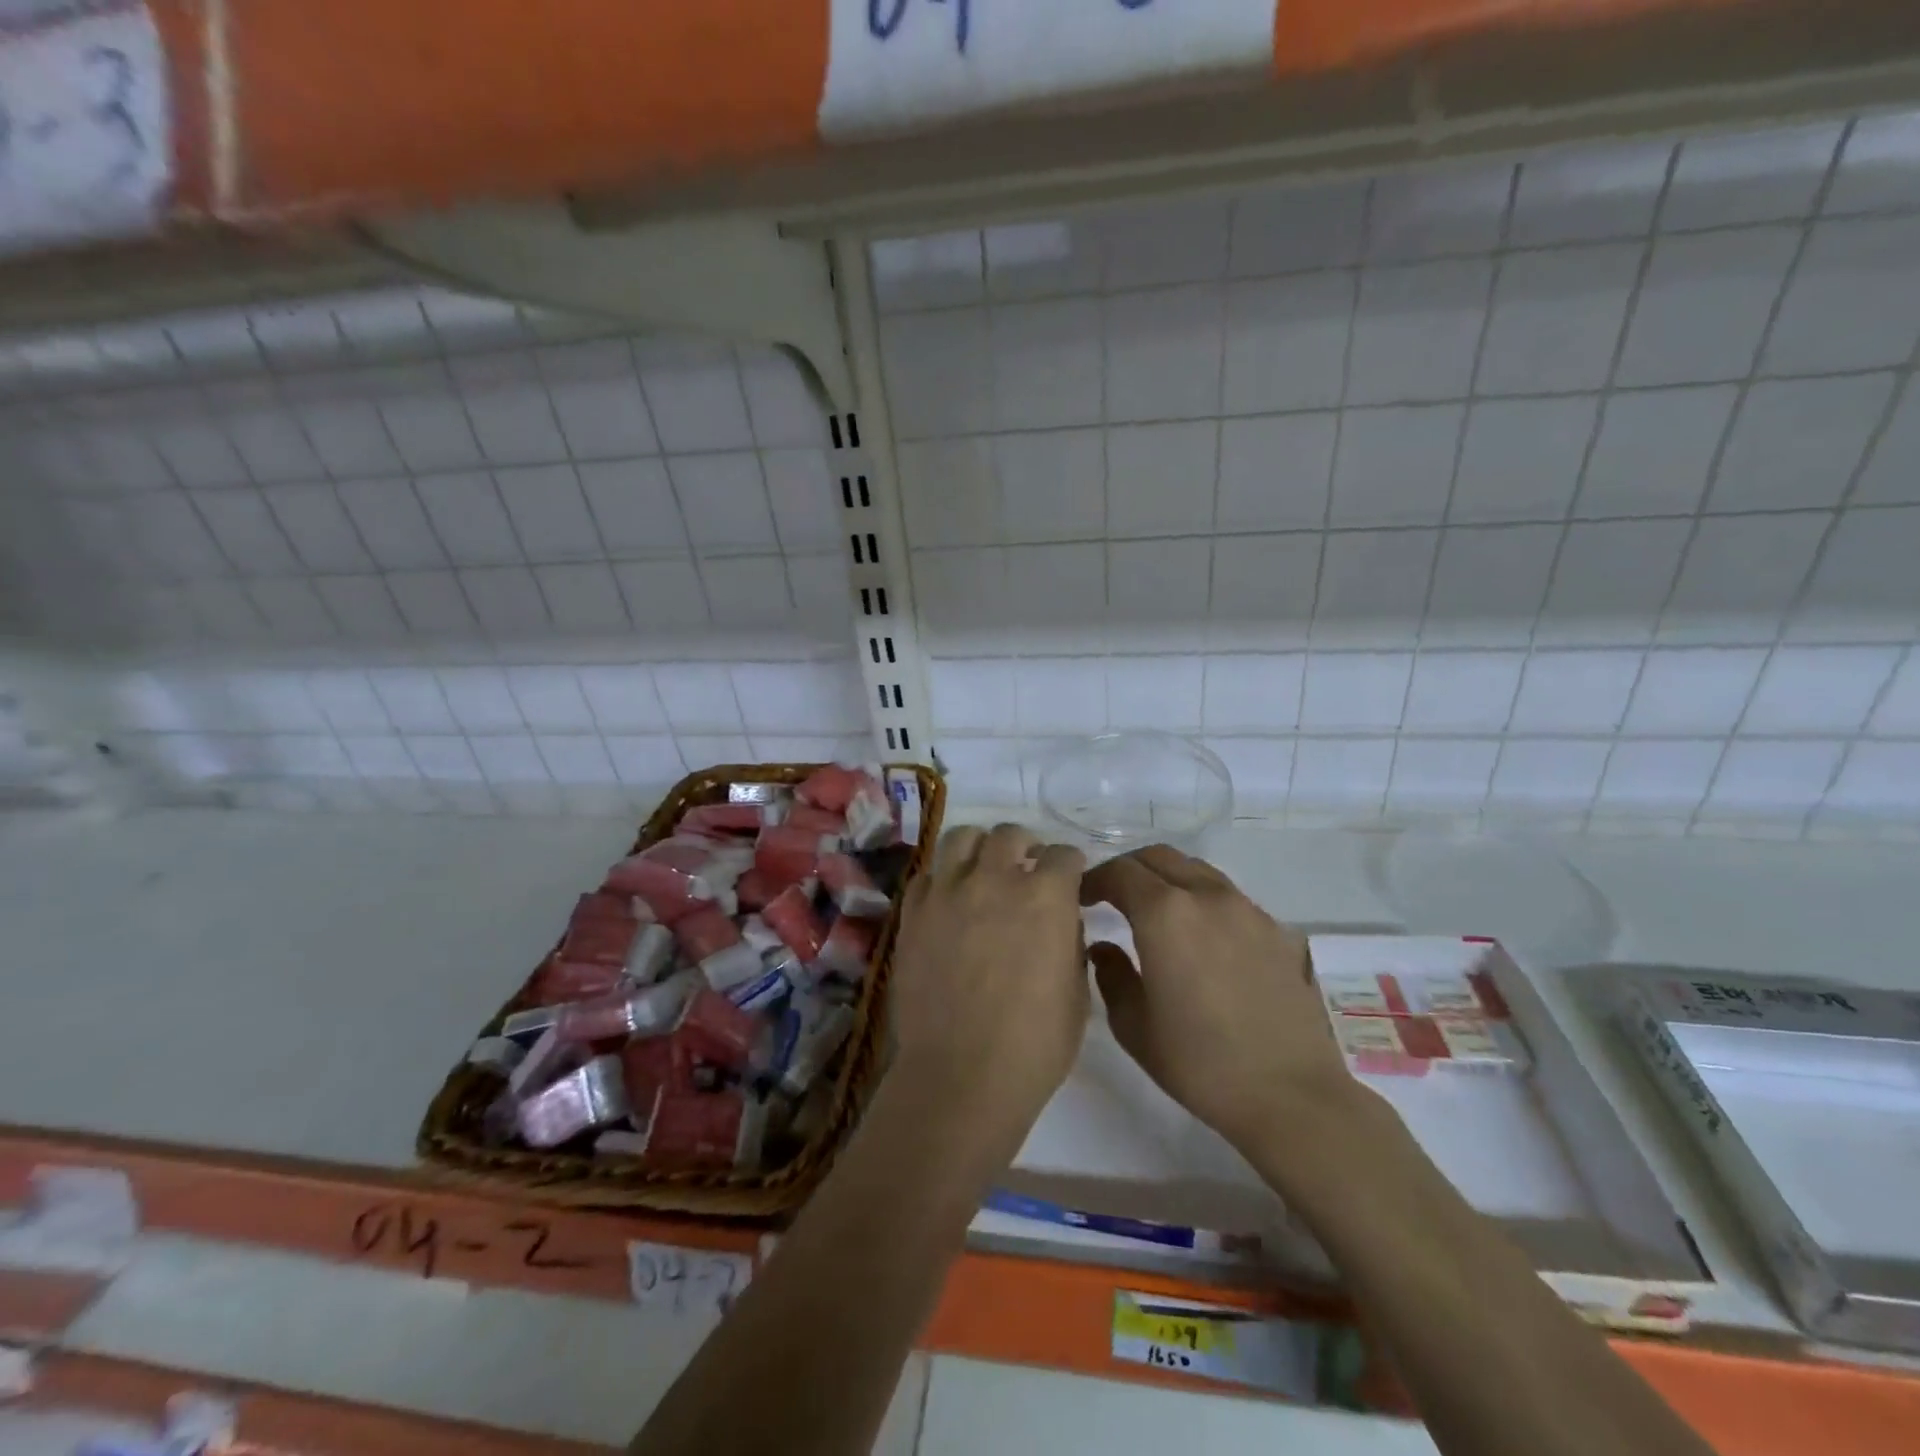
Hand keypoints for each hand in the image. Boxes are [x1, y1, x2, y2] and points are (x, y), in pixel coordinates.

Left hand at [890, 824, 1088, 1149]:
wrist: (961, 1075)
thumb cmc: (1034, 1045)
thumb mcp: (1077, 993)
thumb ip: (1070, 941)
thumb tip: (1059, 920)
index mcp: (1046, 896)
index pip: (1064, 855)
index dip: (1071, 865)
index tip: (1070, 878)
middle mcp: (995, 880)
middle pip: (1009, 834)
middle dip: (1025, 845)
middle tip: (1027, 866)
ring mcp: (948, 892)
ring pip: (961, 839)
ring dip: (979, 847)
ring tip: (983, 868)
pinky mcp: (913, 913)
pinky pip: (926, 877)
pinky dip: (942, 880)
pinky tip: (948, 901)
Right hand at [1081, 844, 1355, 1157]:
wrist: (1291, 1094)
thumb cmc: (1200, 1063)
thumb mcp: (1133, 1026)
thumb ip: (1110, 975)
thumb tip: (1104, 948)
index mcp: (1164, 914)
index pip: (1119, 872)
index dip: (1093, 880)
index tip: (1080, 899)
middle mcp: (1205, 896)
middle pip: (1158, 857)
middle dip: (1128, 870)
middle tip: (1111, 897)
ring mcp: (1246, 909)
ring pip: (1195, 870)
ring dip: (1166, 878)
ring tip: (1153, 911)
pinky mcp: (1275, 929)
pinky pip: (1227, 895)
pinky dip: (1200, 898)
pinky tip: (1200, 937)